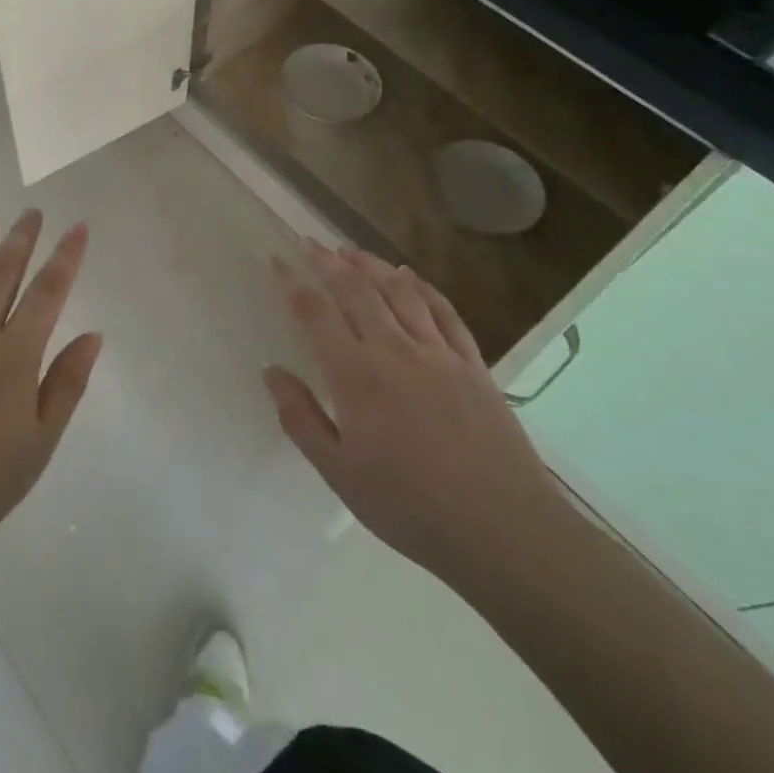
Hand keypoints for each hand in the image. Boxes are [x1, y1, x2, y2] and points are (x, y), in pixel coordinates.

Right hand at [263, 243, 571, 587]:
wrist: (502, 529)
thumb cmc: (409, 507)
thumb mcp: (339, 474)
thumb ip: (300, 418)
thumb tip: (271, 371)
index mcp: (356, 375)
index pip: (314, 312)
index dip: (290, 281)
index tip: (274, 259)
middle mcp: (394, 350)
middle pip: (355, 289)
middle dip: (327, 261)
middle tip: (309, 242)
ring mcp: (438, 353)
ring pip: (398, 291)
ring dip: (371, 264)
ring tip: (349, 249)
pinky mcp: (472, 364)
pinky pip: (444, 311)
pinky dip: (422, 287)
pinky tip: (410, 276)